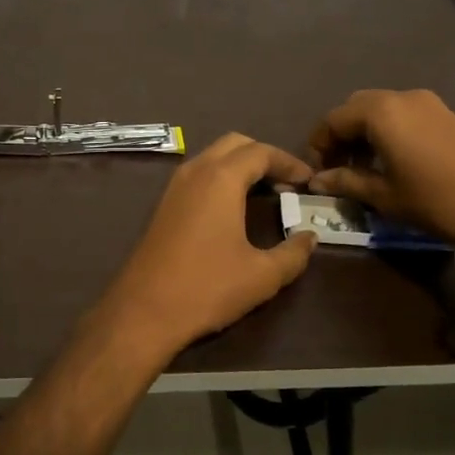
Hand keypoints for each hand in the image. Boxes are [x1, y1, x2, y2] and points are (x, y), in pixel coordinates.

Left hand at [98, 133, 317, 361]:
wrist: (144, 310)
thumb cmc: (207, 287)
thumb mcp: (262, 275)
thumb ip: (293, 253)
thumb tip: (310, 237)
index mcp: (221, 178)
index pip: (261, 152)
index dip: (289, 163)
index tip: (309, 181)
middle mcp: (196, 171)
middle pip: (235, 144)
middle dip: (264, 156)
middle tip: (287, 183)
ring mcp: (175, 186)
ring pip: (213, 156)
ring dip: (241, 166)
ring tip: (266, 193)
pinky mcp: (164, 204)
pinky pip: (199, 174)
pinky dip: (222, 177)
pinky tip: (235, 207)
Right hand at [307, 89, 454, 272]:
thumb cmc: (438, 201)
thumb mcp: (385, 196)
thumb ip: (346, 182)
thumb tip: (316, 180)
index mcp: (379, 111)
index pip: (332, 120)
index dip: (318, 145)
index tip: (317, 172)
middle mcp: (401, 97)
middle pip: (356, 108)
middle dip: (341, 135)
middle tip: (338, 168)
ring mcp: (429, 103)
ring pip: (381, 109)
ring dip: (365, 133)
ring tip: (365, 169)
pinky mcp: (448, 115)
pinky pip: (404, 114)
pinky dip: (388, 131)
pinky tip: (394, 162)